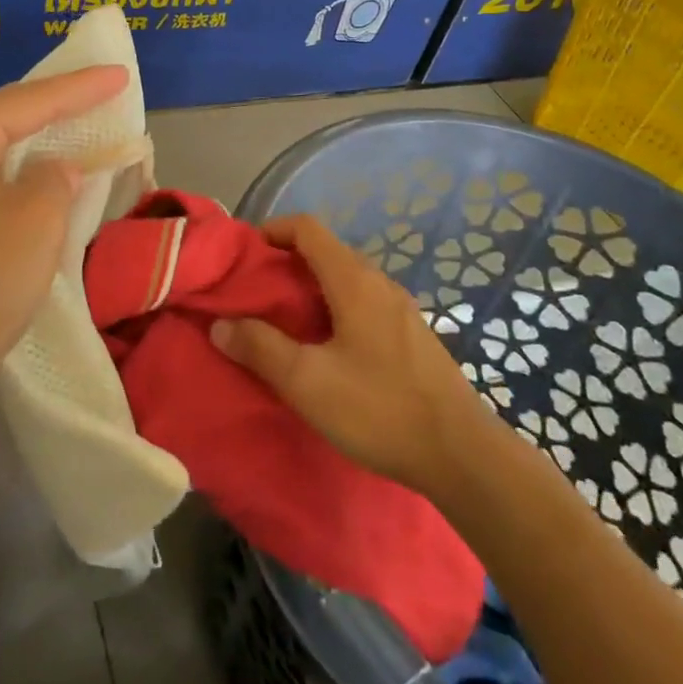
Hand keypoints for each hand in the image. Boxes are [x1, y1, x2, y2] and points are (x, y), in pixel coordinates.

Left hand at [0, 66, 128, 419]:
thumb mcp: (34, 224)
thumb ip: (55, 179)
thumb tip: (54, 170)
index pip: (30, 100)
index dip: (82, 88)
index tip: (121, 74)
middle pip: (7, 118)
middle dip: (57, 109)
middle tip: (103, 95)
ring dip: (38, 147)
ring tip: (80, 131)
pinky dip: (19, 180)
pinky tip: (40, 184)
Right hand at [211, 214, 486, 493]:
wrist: (462, 455)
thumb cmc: (380, 410)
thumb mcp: (308, 382)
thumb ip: (260, 348)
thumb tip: (220, 324)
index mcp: (354, 281)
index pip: (308, 228)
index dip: (273, 230)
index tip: (245, 254)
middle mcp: (379, 283)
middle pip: (326, 251)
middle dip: (286, 262)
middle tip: (256, 294)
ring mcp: (400, 309)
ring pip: (346, 278)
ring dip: (310, 288)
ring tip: (284, 322)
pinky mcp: (411, 335)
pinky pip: (363, 302)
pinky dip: (334, 307)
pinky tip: (326, 349)